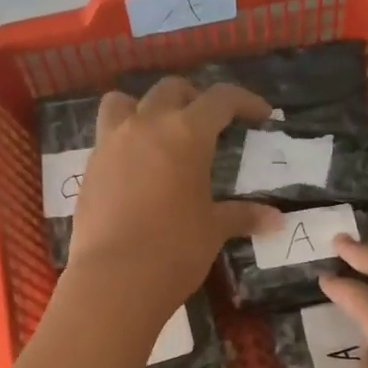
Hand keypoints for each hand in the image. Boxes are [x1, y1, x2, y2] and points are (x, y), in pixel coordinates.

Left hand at [67, 77, 280, 316]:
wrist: (115, 278)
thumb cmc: (175, 249)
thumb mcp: (213, 230)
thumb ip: (243, 216)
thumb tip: (277, 220)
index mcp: (186, 134)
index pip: (220, 99)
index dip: (245, 101)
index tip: (261, 115)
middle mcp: (147, 125)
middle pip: (171, 90)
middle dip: (194, 99)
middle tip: (209, 123)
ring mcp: (112, 143)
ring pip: (125, 102)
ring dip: (146, 107)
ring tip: (159, 131)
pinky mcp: (90, 167)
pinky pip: (107, 135)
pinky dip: (124, 139)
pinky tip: (136, 168)